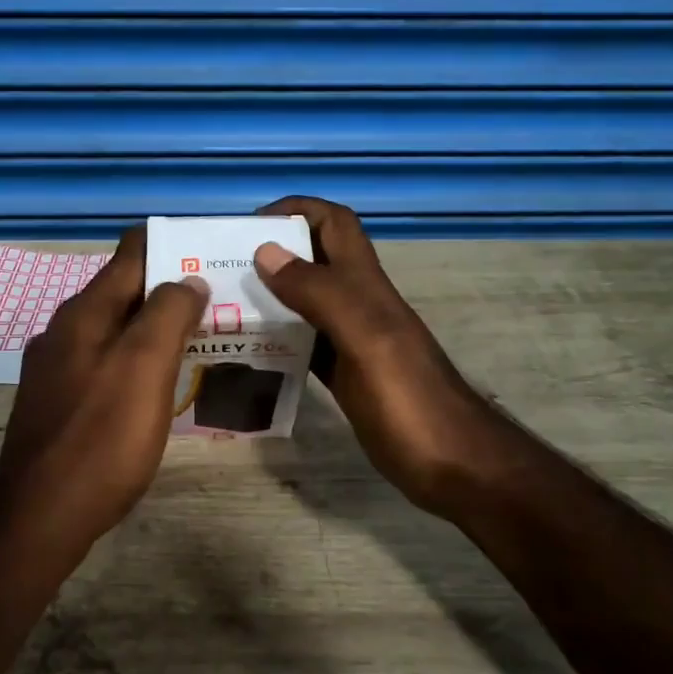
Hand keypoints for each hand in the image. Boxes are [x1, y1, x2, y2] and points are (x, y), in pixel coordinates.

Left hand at [0, 227, 208, 556]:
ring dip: (155, 330)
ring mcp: (57, 369)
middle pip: (125, 292)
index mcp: (85, 312)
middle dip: (171, 291)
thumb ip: (168, 314)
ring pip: (115, 331)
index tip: (214, 256)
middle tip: (221, 305)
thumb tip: (188, 279)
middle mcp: (65, 331)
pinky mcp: (58, 403)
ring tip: (201, 342)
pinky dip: (136, 363)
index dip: (173, 245)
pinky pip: (105, 365)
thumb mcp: (144, 368)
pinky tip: (159, 386)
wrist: (40, 516)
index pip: (131, 251)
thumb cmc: (101, 439)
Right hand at [253, 196, 519, 520]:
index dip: (296, 210)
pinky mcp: (346, 376)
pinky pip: (305, 345)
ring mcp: (353, 342)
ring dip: (269, 298)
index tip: (246, 226)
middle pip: (314, 261)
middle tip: (220, 271)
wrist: (452, 464)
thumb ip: (321, 294)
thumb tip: (266, 251)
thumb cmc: (410, 401)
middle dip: (271, 253)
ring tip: (223, 309)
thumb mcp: (366, 339)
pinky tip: (249, 353)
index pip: (334, 224)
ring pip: (305, 303)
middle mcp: (359, 306)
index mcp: (367, 287)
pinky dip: (278, 340)